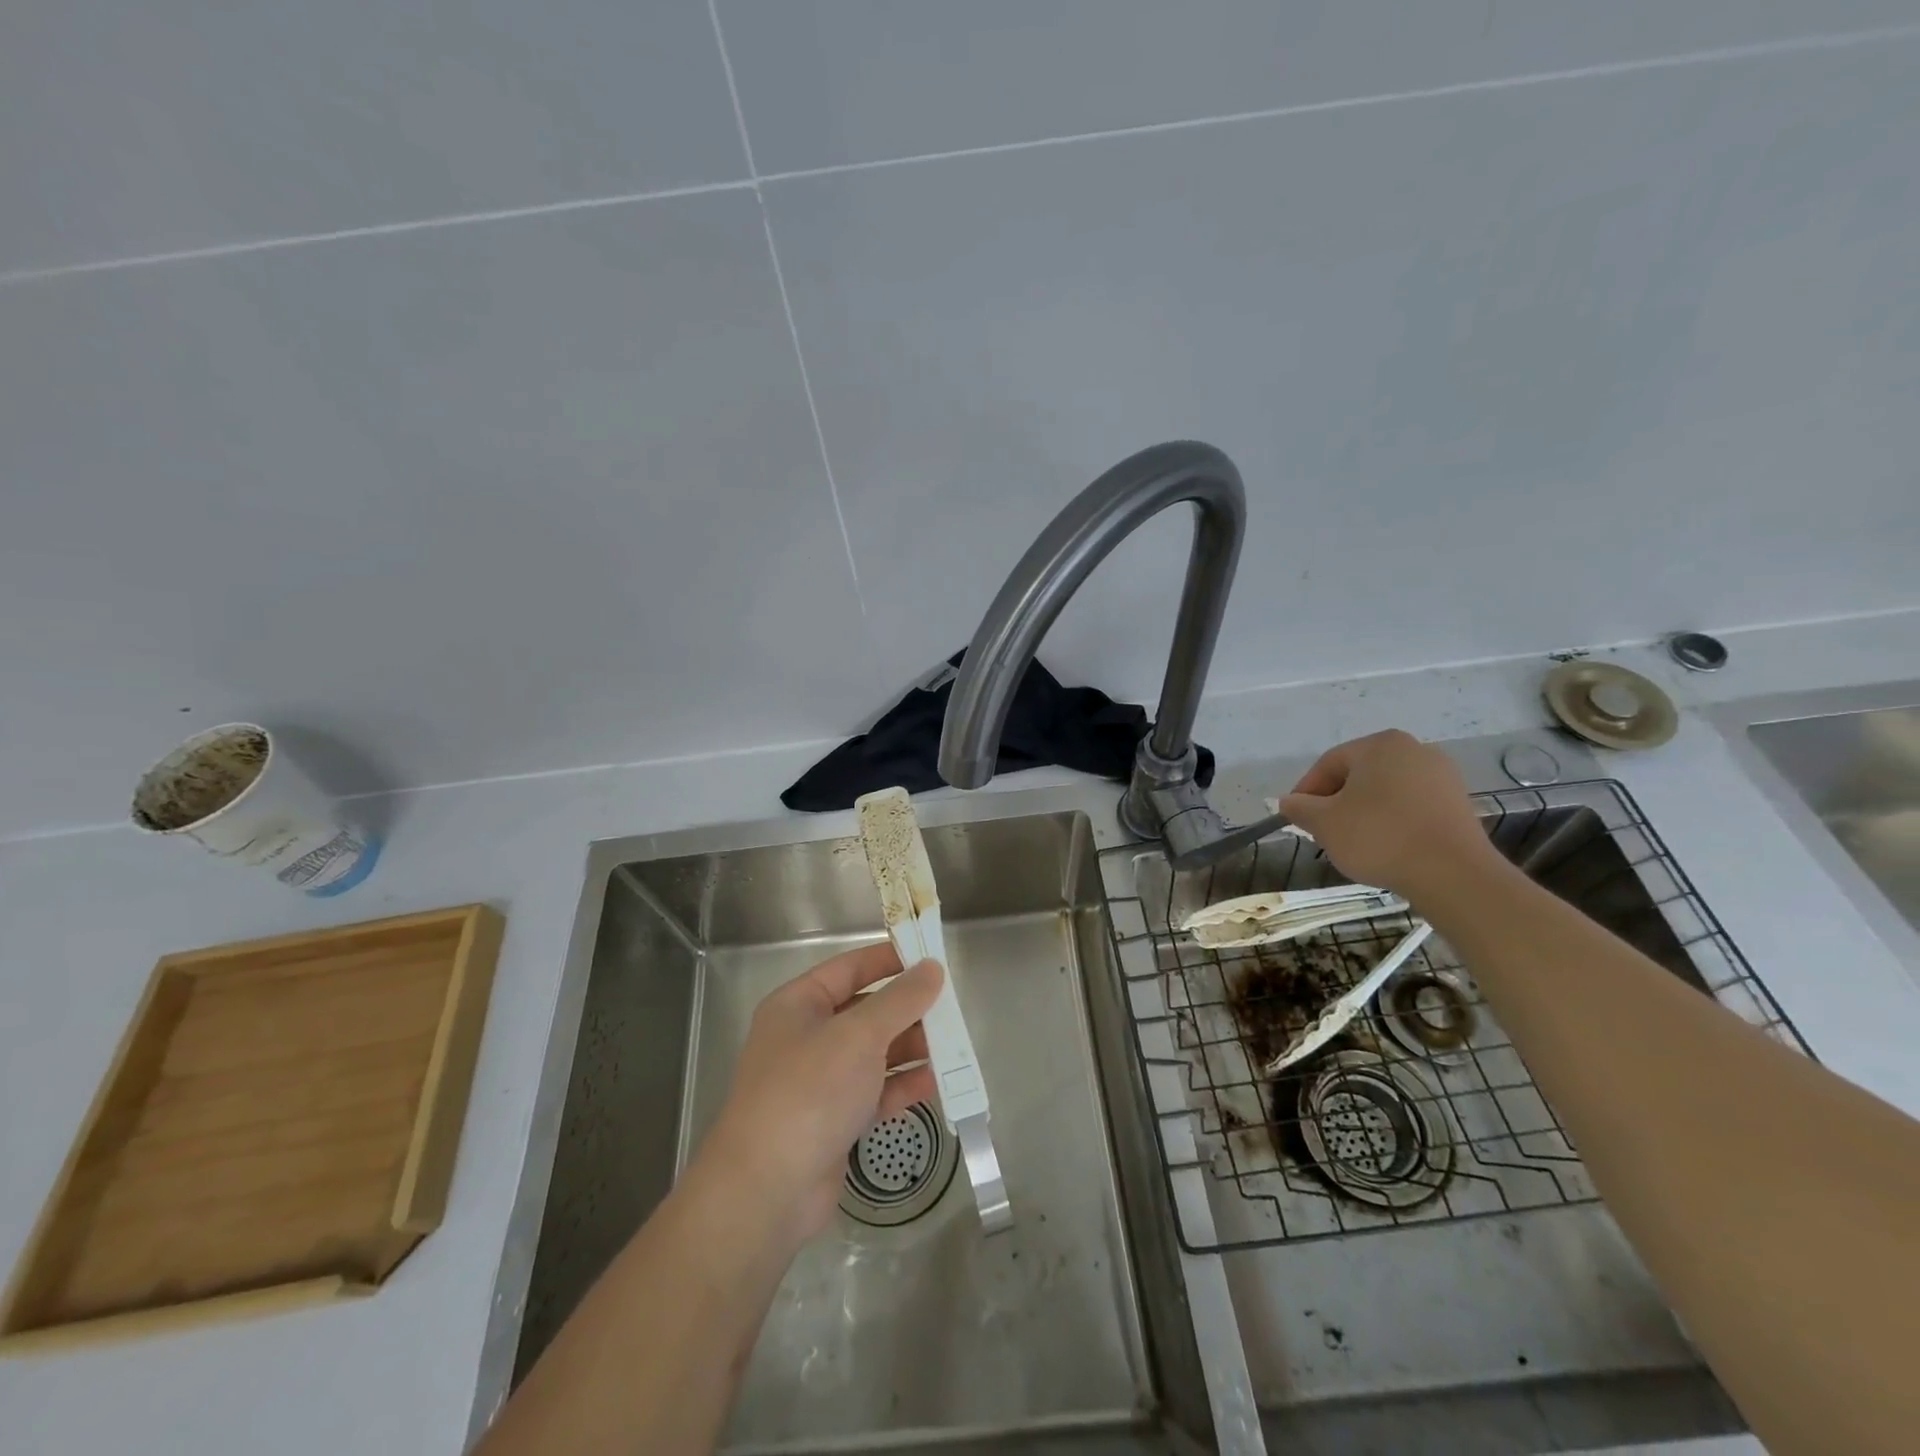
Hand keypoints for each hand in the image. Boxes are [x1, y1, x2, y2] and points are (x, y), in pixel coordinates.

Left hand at [698, 944, 941, 1245]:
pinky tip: (937, 1083)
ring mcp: (819, 1081)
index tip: (930, 956)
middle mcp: (806, 1037)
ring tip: (954, 1046)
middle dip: (907, 1010)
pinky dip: (903, 1086)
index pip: (849, 968)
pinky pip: (875, 1091)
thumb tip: (932, 968)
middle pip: (865, 1011)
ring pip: (874, 1053)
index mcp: (798, 1005)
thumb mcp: (859, 1035)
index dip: (888, 959)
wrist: (768, 1190)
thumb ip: (900, 1000)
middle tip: (951, 1007)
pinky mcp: (834, 1120)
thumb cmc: (810, 1091)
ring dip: (911, 1048)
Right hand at [1279, 729, 1496, 897]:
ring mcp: (1442, 775)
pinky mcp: (1459, 803)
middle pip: (1358, 775)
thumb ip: (1300, 807)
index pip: (1328, 764)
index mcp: (1379, 745)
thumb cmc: (1379, 837)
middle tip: (1323, 831)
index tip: (1297, 819)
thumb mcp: (1324, 823)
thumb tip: (1289, 802)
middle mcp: (1414, 750)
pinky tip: (1386, 846)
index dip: (1306, 792)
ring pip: (1385, 791)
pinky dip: (1393, 821)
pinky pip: (1411, 806)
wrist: (1453, 874)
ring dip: (1364, 812)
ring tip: (1354, 843)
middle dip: (1336, 802)